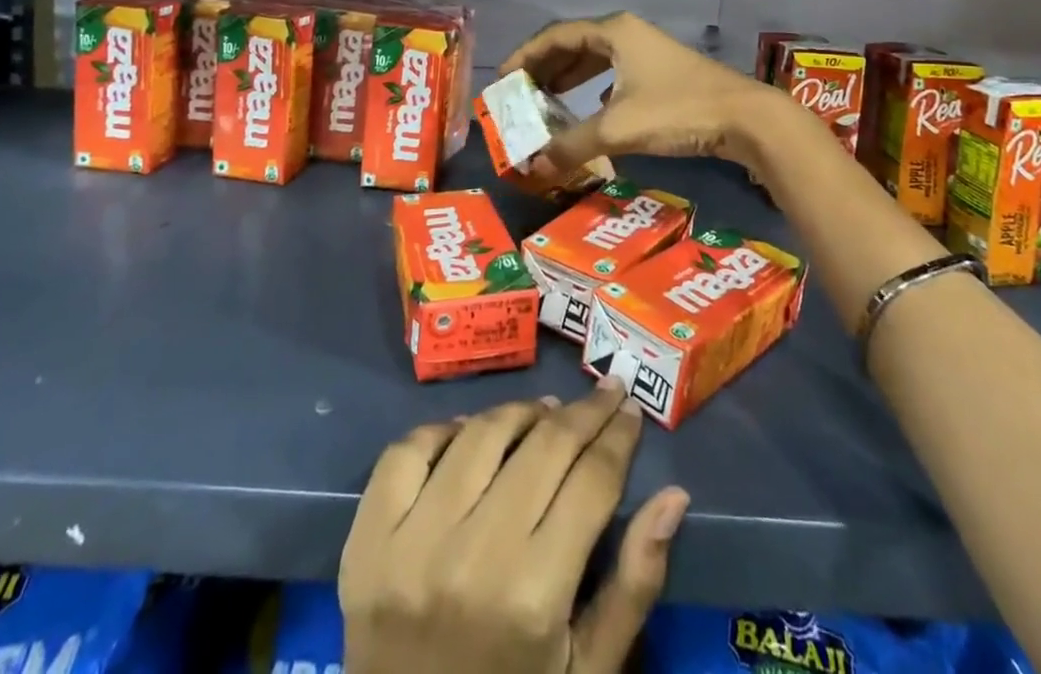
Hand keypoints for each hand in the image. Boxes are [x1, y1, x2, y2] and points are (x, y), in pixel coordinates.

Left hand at [340, 384, 688, 673]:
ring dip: (521, 413)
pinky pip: (407, 451)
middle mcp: (472, 560)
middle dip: (584, 412)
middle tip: (604, 394)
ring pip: (480, 434)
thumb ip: (635, 586)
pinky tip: (471, 434)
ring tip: (546, 413)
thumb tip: (674, 496)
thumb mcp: (589, 671)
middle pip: (542, 447)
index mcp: (534, 599)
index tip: (631, 408)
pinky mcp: (365, 541)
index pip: (591, 481)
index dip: (618, 435)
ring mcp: (410, 545)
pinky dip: (445, 430)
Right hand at [500, 12, 787, 175]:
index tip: (503, 80)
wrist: (745, 118)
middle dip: (544, 69)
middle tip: (519, 95)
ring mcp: (646, 52)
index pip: (555, 36)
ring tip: (544, 102)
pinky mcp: (660, 73)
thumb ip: (571, 145)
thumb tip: (532, 165)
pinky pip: (613, 73)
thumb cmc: (678, 110)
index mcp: (613, 31)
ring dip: (568, 79)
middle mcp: (627, 34)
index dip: (525, 56)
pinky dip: (592, 89)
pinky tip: (586, 112)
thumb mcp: (618, 128)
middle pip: (573, 44)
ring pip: (595, 59)